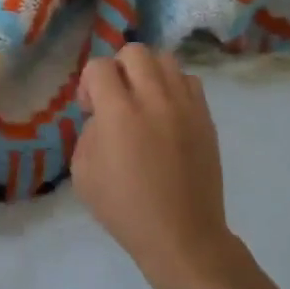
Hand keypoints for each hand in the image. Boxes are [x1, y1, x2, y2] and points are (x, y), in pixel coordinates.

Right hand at [73, 45, 237, 288]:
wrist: (183, 237)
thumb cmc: (126, 210)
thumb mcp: (83, 174)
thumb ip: (88, 133)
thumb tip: (102, 117)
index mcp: (119, 113)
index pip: (99, 66)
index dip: (88, 82)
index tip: (90, 109)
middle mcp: (154, 99)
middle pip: (135, 51)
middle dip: (118, 68)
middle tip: (116, 98)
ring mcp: (185, 106)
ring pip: (165, 59)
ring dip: (148, 73)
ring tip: (144, 100)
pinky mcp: (206, 117)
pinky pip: (189, 81)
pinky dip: (174, 87)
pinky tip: (167, 112)